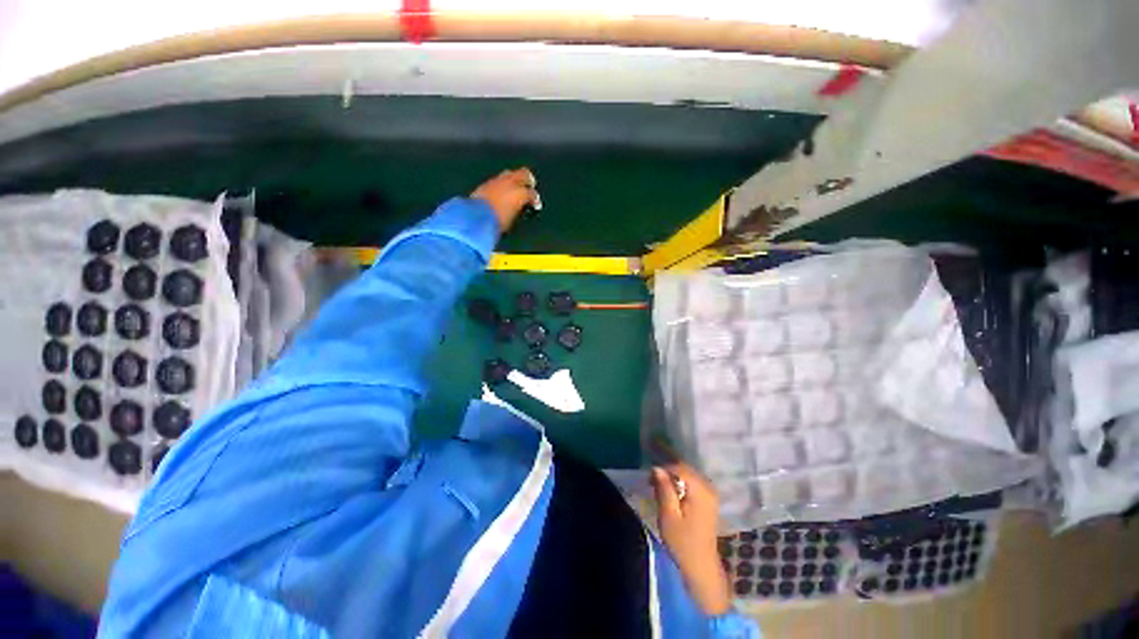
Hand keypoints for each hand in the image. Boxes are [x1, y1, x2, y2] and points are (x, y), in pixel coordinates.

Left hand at [470, 168, 538, 233]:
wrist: (476, 218)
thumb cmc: (497, 222)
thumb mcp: (513, 219)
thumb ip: (518, 209)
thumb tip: (519, 207)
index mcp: (520, 193)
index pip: (532, 193)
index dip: (535, 199)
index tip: (535, 204)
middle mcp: (509, 182)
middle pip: (523, 173)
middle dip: (528, 180)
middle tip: (530, 186)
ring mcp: (496, 180)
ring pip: (509, 174)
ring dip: (514, 179)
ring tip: (514, 188)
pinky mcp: (485, 183)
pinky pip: (498, 179)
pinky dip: (502, 183)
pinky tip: (501, 191)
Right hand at [651, 463, 731, 615]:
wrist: (701, 566)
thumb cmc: (682, 543)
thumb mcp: (668, 516)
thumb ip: (664, 489)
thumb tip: (656, 467)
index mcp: (700, 491)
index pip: (680, 467)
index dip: (663, 461)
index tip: (649, 460)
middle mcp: (708, 487)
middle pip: (685, 467)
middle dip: (667, 462)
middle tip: (650, 461)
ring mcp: (709, 493)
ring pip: (687, 472)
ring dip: (671, 470)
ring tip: (655, 474)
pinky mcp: (707, 499)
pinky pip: (691, 480)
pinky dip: (678, 478)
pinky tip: (667, 482)